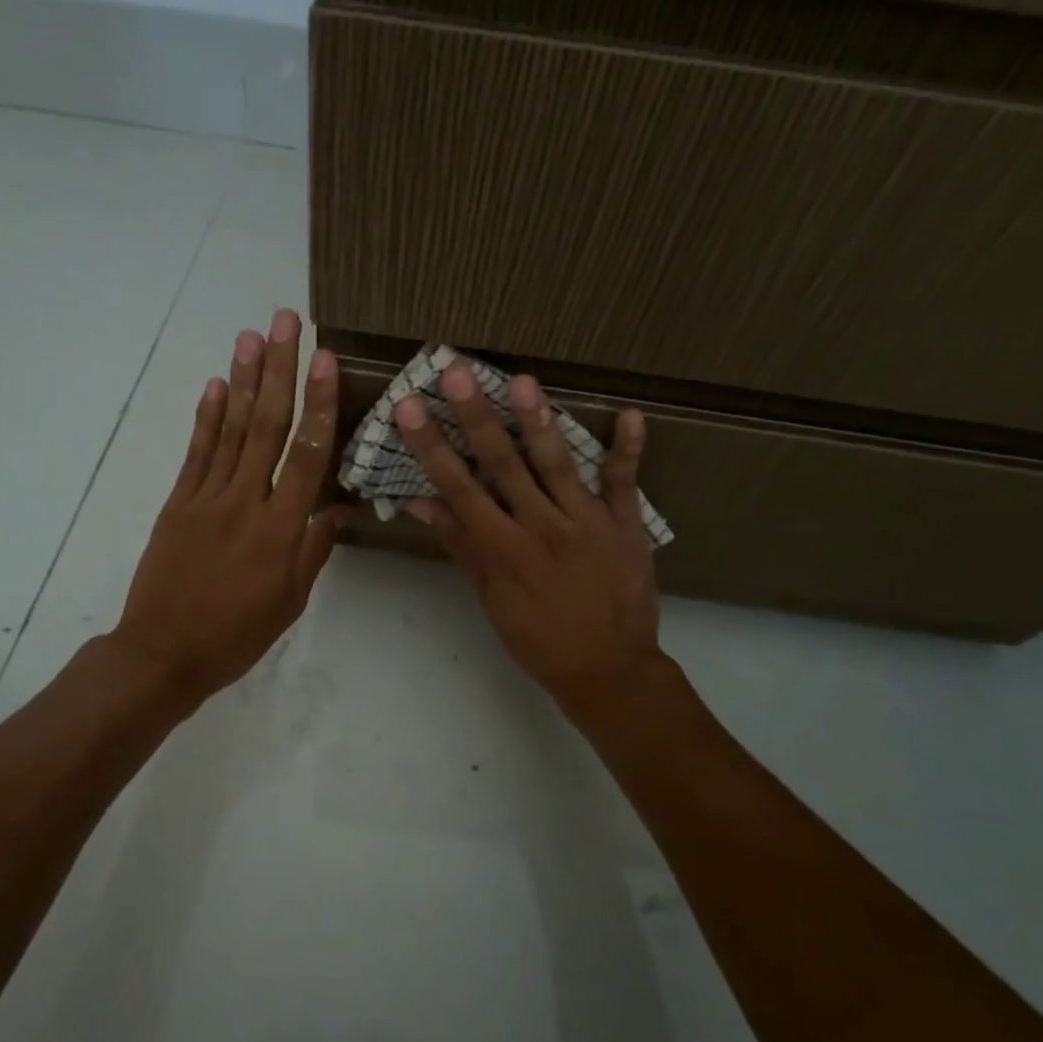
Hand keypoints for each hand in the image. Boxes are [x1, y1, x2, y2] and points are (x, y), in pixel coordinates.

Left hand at [112, 310, 343, 710]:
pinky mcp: (178, 503)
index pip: (306, 454)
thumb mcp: (290, 601)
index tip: (323, 359)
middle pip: (266, 426)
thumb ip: (314, 549)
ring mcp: (206, 498)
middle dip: (279, 369)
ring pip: (230, 429)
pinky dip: (206, 416)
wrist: (163, 653)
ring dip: (242, 379)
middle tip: (286, 320)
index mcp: (280, 529)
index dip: (317, 403)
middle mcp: (245, 501)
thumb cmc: (237, 634)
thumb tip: (337, 507)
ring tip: (251, 335)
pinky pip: (196, 453)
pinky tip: (215, 384)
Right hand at [396, 363, 663, 706]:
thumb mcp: (490, 600)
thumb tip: (421, 502)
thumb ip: (461, 546)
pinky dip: (629, 451)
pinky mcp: (625, 526)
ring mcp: (587, 523)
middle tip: (456, 371)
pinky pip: (625, 484)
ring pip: (558, 464)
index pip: (460, 489)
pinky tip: (631, 414)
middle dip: (476, 417)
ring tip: (521, 380)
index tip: (411, 408)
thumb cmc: (539, 639)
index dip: (433, 446)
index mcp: (504, 549)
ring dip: (539, 421)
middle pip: (504, 465)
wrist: (608, 670)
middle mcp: (542, 527)